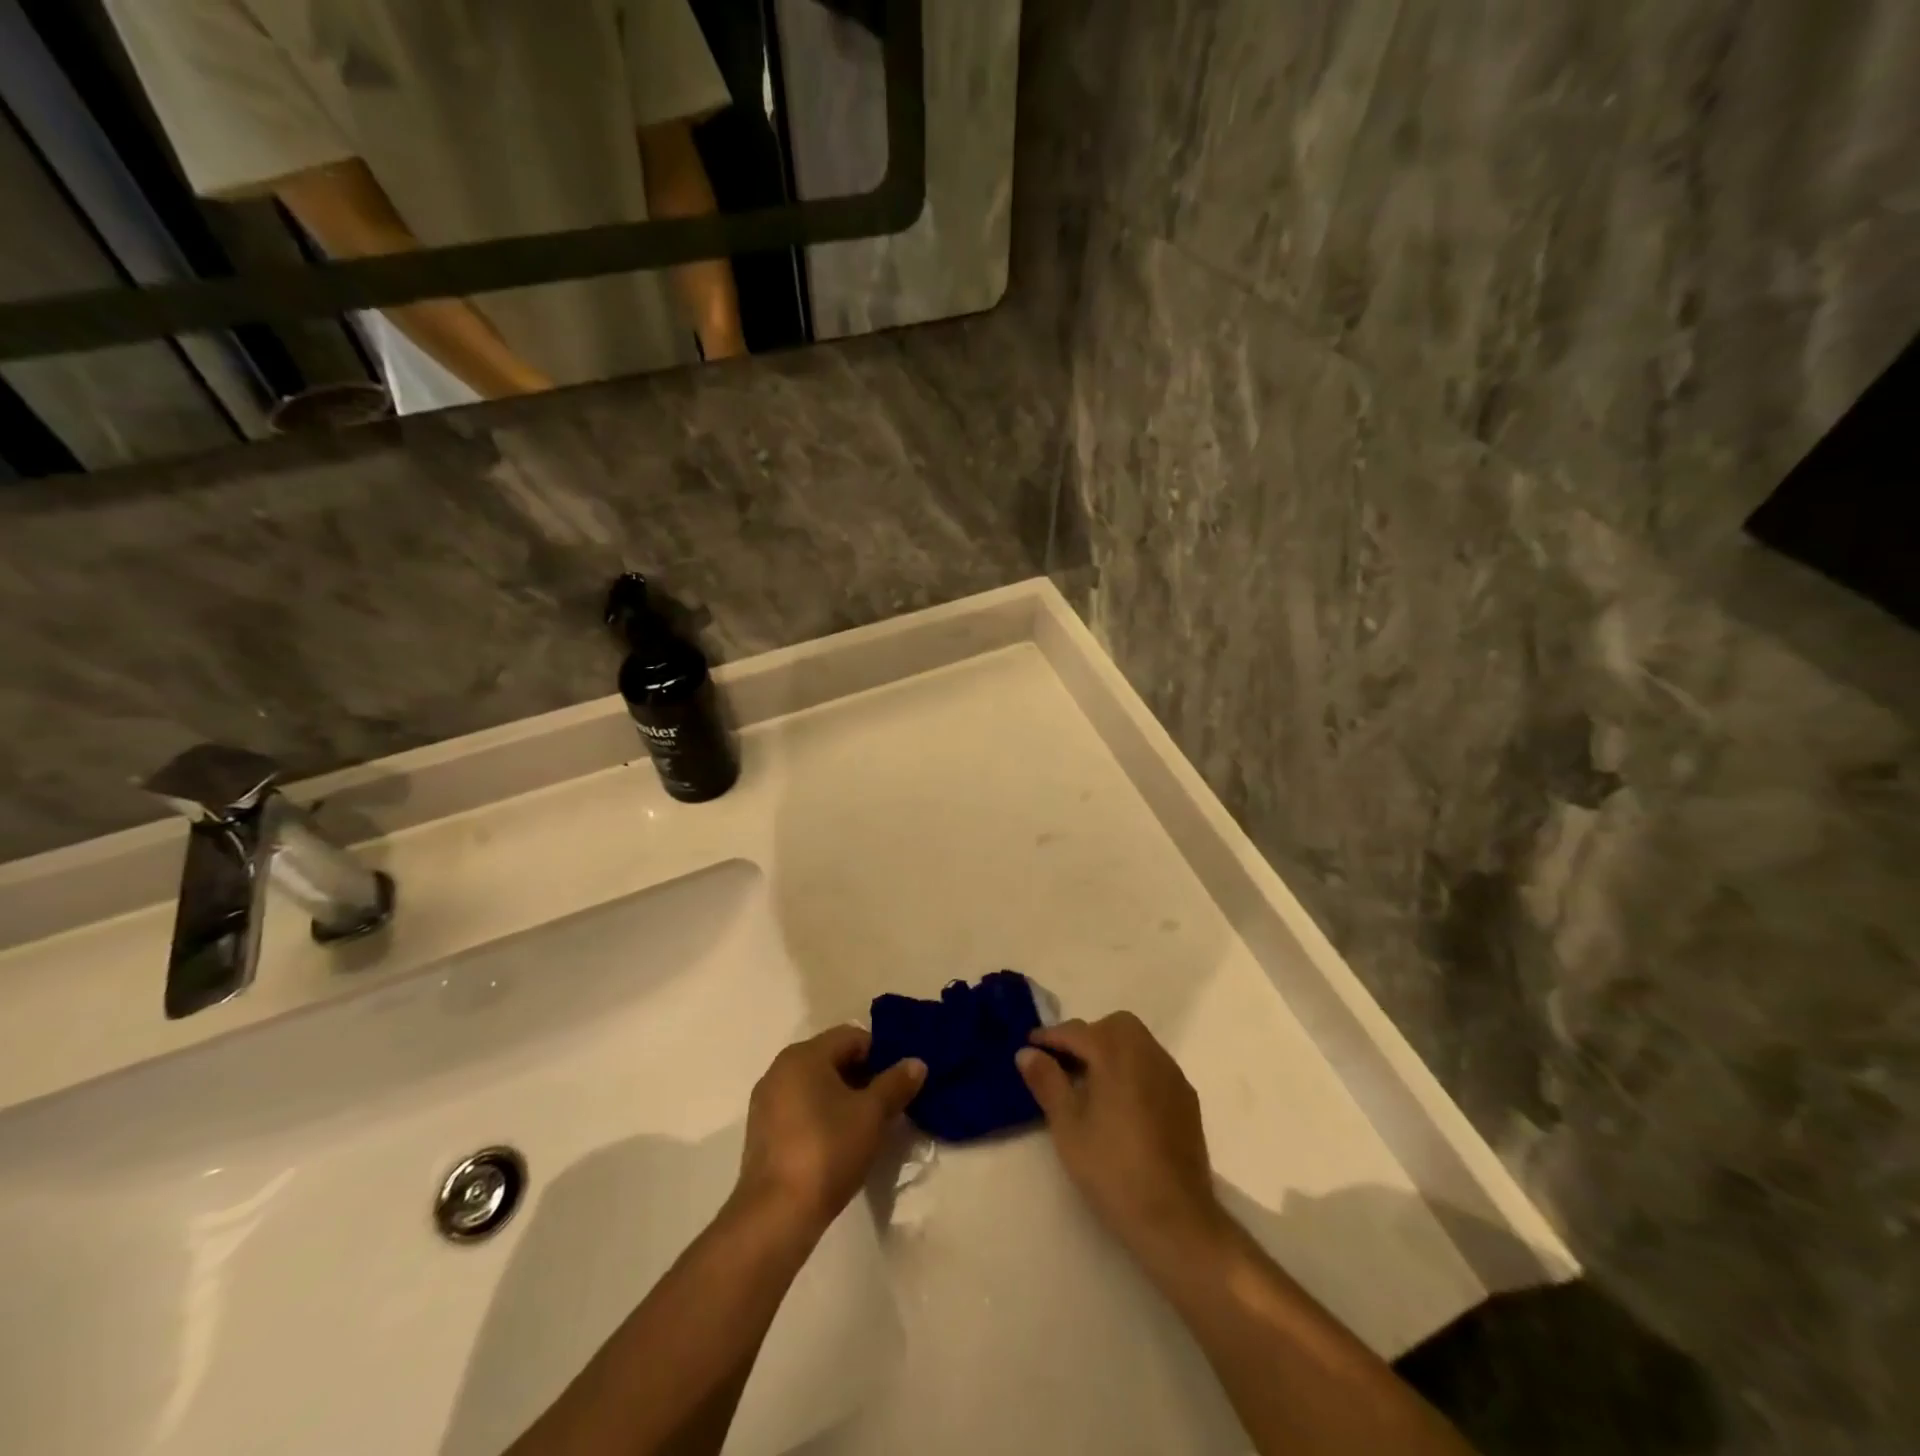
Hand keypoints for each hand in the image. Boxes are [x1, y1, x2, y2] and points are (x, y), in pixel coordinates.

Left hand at [735, 1026, 925, 1234]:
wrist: (776, 1215)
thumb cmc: (828, 1150)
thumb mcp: (872, 1115)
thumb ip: (896, 1084)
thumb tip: (916, 1063)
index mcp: (804, 1055)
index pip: (852, 1037)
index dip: (881, 1054)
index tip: (899, 1082)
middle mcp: (780, 1068)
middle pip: (832, 1058)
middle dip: (863, 1077)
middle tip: (889, 1104)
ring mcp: (766, 1101)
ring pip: (816, 1085)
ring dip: (843, 1097)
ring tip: (867, 1125)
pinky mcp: (762, 1132)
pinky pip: (800, 1108)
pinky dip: (822, 1115)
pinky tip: (838, 1143)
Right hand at [1017, 1013, 1227, 1264]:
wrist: (1176, 1218)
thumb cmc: (1112, 1169)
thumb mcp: (1068, 1127)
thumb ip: (1047, 1082)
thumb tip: (1027, 1052)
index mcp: (1116, 1054)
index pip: (1077, 1031)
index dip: (1050, 1036)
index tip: (1030, 1045)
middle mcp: (1148, 1053)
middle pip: (1114, 1026)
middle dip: (1087, 1036)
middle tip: (1064, 1064)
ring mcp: (1172, 1075)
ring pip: (1137, 1043)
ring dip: (1111, 1051)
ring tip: (1090, 1083)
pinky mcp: (1187, 1099)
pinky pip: (1154, 1066)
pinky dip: (1133, 1069)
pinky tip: (1121, 1103)